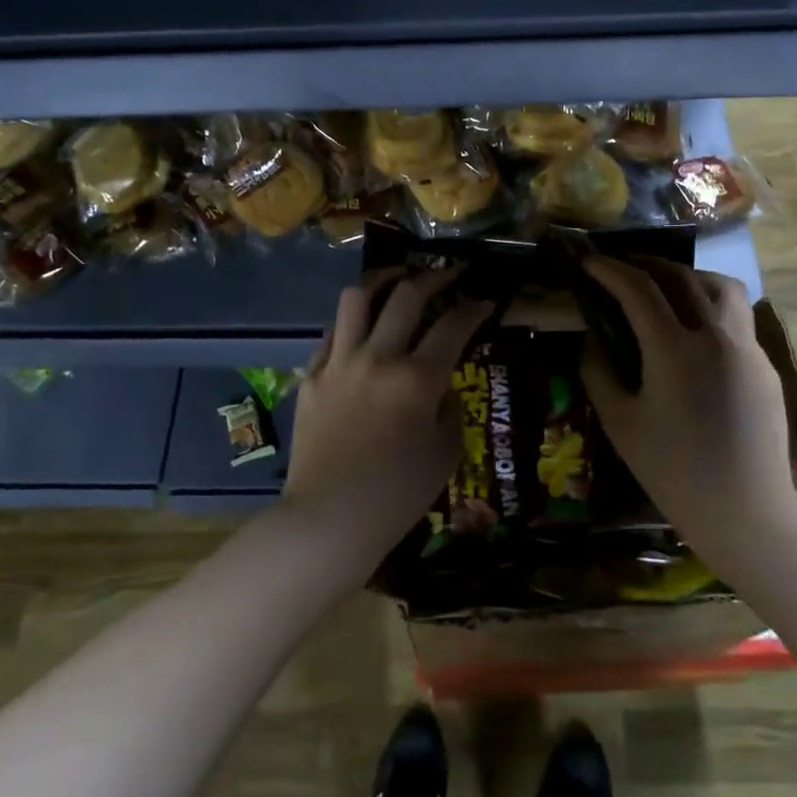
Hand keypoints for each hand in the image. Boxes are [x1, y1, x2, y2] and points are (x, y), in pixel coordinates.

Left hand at [281, 269, 494, 571]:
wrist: (328, 519)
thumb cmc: (396, 495)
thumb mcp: (445, 455)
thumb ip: (451, 411)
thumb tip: (444, 387)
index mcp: (417, 379)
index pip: (454, 325)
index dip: (474, 308)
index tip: (484, 301)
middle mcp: (378, 358)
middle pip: (407, 295)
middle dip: (434, 278)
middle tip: (448, 276)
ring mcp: (340, 363)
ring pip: (357, 298)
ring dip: (382, 281)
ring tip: (397, 280)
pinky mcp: (312, 376)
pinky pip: (331, 332)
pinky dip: (351, 322)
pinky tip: (361, 327)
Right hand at [580, 257, 796, 564]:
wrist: (746, 511)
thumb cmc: (673, 471)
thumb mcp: (620, 422)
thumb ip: (598, 371)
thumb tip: (592, 338)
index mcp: (675, 350)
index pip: (638, 288)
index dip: (609, 269)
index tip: (588, 261)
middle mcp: (716, 336)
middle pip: (680, 276)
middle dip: (644, 263)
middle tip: (619, 267)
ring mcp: (748, 348)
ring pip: (721, 286)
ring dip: (687, 276)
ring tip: (664, 286)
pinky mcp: (765, 365)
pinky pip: (736, 318)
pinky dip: (708, 306)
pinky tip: (692, 331)